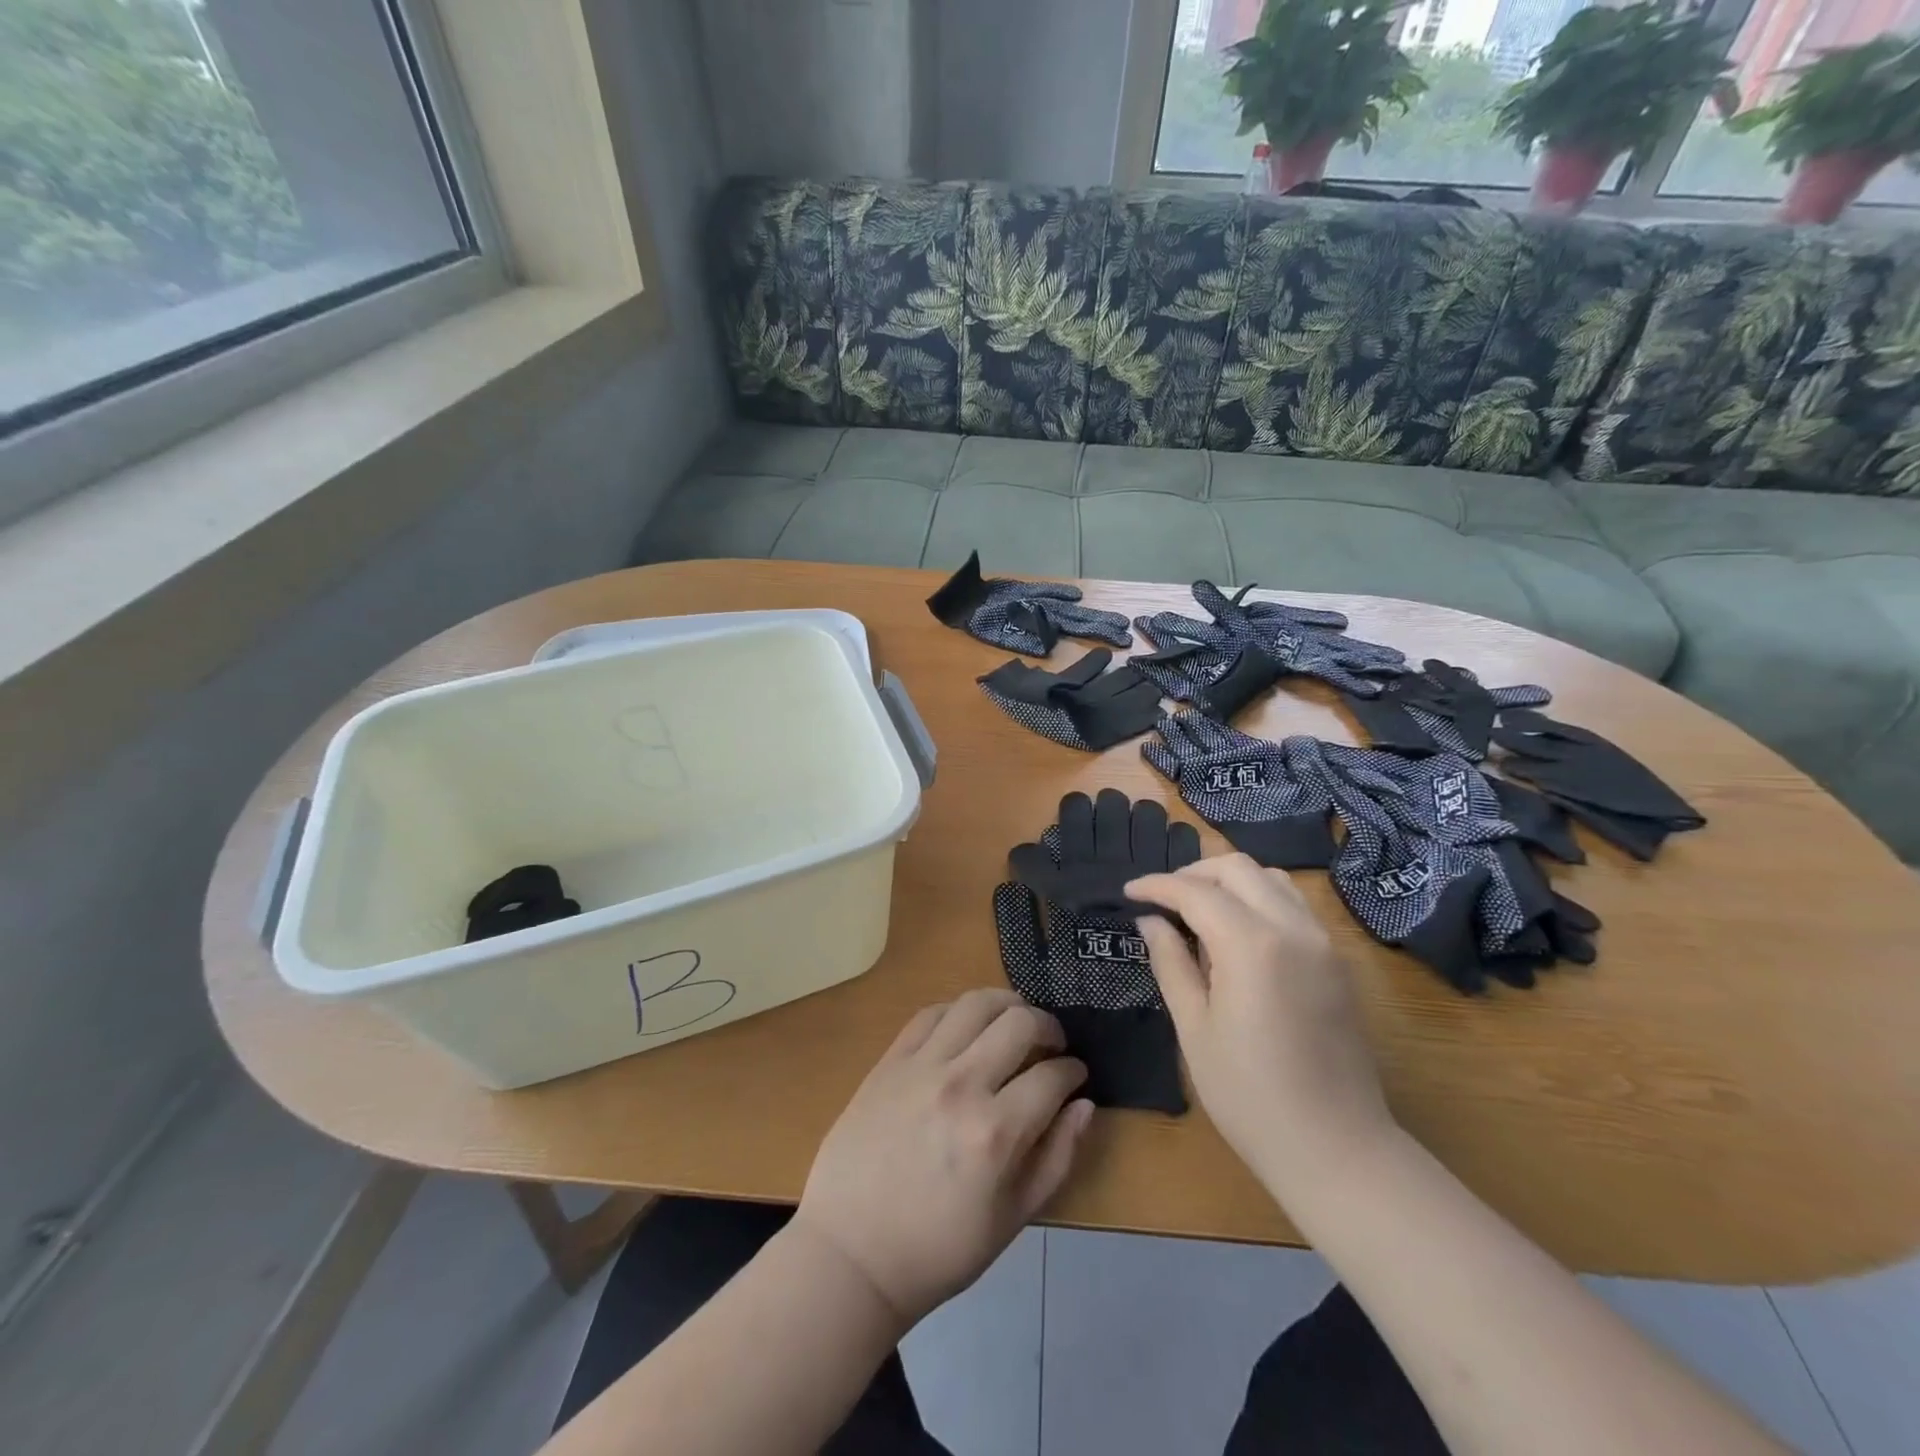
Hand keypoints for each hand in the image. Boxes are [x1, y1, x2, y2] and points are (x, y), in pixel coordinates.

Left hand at [794, 988, 1092, 1328]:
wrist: (851, 1253)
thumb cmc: (938, 1249)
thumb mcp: (1012, 1220)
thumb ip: (1056, 1158)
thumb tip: (1085, 1105)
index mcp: (996, 1132)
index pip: (1053, 1076)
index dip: (1073, 1071)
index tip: (1075, 1074)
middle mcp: (962, 1085)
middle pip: (1020, 1023)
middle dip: (1049, 1027)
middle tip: (1052, 1044)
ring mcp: (921, 1067)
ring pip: (976, 1003)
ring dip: (1007, 1004)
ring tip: (1015, 1021)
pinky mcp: (890, 1061)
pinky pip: (931, 1013)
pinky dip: (958, 1010)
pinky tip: (968, 1026)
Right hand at [1125, 856, 1397, 1201]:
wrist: (1337, 1149)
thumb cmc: (1250, 1096)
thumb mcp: (1195, 1028)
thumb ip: (1171, 963)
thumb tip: (1150, 921)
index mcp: (1252, 945)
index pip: (1196, 892)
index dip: (1157, 886)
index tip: (1128, 892)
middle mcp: (1293, 928)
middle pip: (1237, 868)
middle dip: (1193, 873)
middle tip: (1162, 899)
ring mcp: (1322, 942)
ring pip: (1271, 879)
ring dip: (1229, 881)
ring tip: (1197, 909)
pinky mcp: (1336, 961)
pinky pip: (1293, 904)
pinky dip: (1258, 898)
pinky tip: (1236, 931)